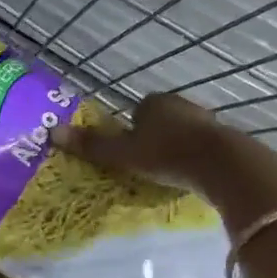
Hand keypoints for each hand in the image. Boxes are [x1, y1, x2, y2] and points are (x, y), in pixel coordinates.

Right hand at [48, 92, 231, 190]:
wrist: (221, 164)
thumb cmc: (166, 154)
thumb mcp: (123, 154)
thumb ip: (92, 146)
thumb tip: (53, 132)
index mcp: (153, 102)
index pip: (136, 111)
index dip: (131, 131)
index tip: (130, 154)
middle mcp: (179, 104)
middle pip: (160, 121)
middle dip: (154, 139)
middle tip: (147, 165)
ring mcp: (204, 120)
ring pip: (182, 133)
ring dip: (176, 148)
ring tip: (169, 172)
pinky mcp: (223, 138)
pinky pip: (201, 147)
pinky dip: (195, 158)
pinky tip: (192, 174)